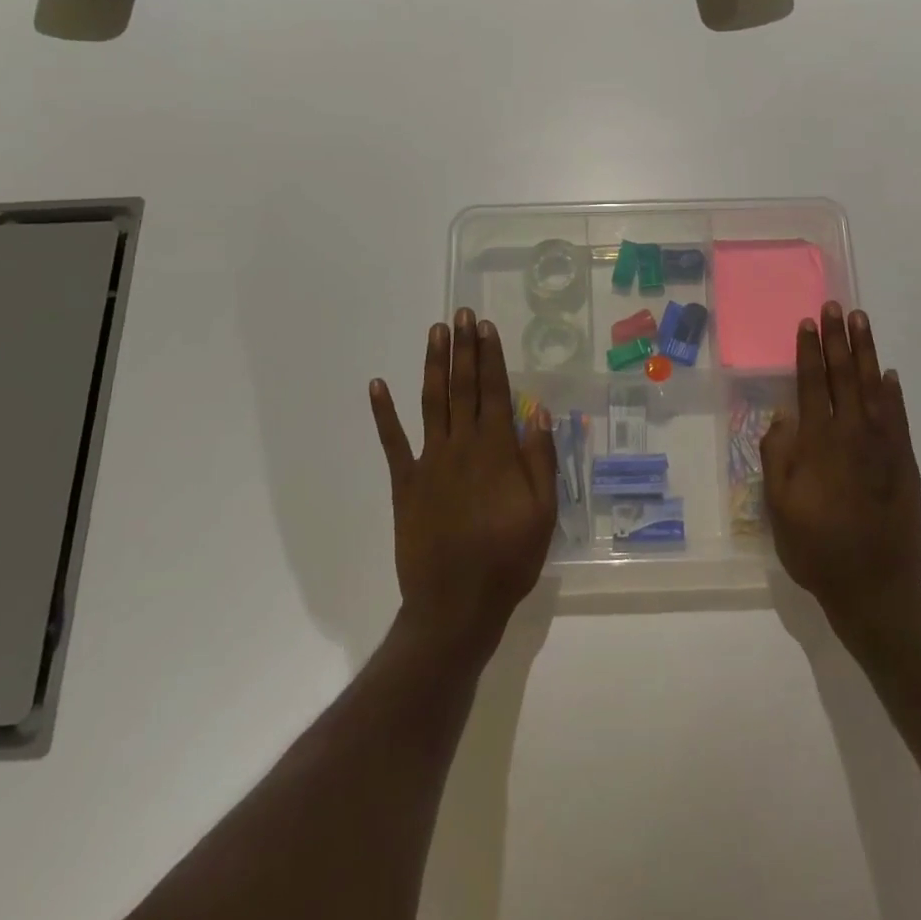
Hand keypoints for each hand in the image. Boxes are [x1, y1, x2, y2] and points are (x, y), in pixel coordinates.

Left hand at [370, 309, 557, 666]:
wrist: (456, 605)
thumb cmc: (507, 559)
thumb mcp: (543, 514)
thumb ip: (541, 461)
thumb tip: (540, 413)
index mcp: (497, 451)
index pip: (495, 391)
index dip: (491, 356)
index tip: (486, 327)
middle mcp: (461, 446)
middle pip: (463, 387)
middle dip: (463, 348)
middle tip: (461, 314)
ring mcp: (430, 462)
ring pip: (432, 402)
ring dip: (433, 365)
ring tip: (435, 332)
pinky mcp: (405, 483)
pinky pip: (393, 442)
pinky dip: (384, 413)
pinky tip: (377, 385)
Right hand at [761, 303, 920, 636]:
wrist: (875, 588)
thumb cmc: (817, 549)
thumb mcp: (778, 509)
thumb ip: (778, 458)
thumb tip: (783, 418)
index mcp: (818, 444)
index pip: (811, 385)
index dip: (808, 352)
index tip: (807, 322)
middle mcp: (852, 435)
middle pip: (843, 376)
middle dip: (837, 339)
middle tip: (836, 307)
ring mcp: (883, 447)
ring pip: (873, 388)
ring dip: (866, 352)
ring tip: (861, 322)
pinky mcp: (905, 463)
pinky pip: (898, 417)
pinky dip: (893, 392)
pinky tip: (888, 374)